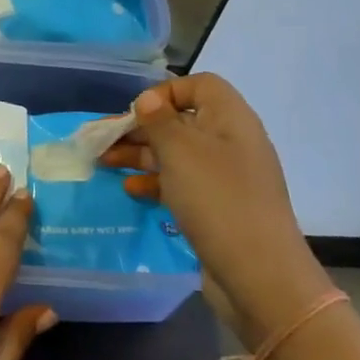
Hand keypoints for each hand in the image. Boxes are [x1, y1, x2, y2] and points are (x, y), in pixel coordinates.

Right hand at [100, 74, 334, 348]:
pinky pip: (182, 183)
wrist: (258, 274)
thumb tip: (147, 99)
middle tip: (102, 140)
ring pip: (176, 153)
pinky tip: (131, 190)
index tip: (137, 112)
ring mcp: (226, 177)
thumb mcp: (180, 151)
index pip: (200, 85)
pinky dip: (155, 182)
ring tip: (104, 163)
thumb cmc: (216, 199)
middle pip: (180, 120)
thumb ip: (158, 120)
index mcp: (230, 118)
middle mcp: (231, 141)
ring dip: (140, 154)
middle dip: (140, 127)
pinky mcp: (218, 206)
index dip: (166, 92)